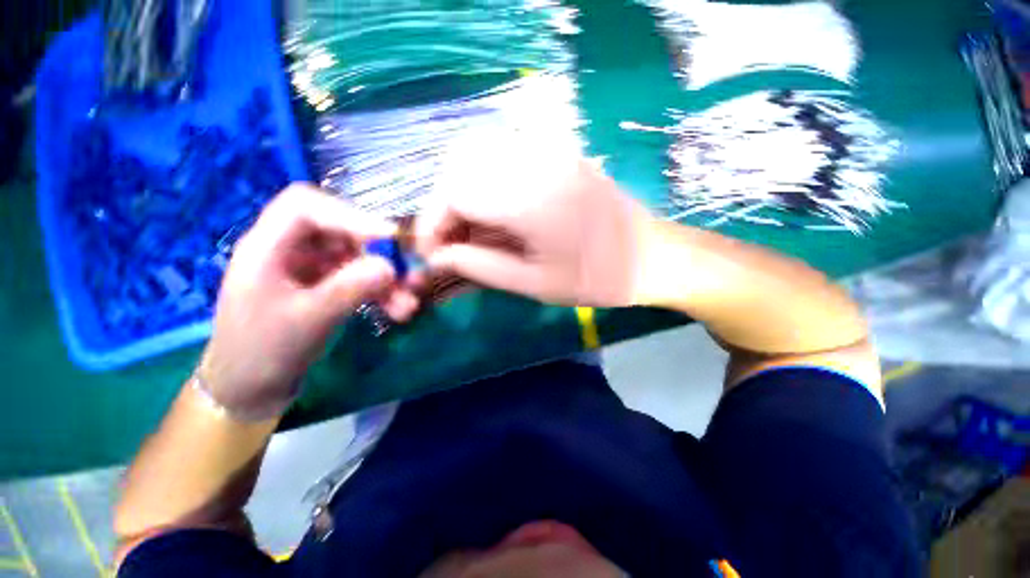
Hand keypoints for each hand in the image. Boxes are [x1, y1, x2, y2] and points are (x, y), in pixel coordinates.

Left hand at [199, 184, 419, 418]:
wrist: (250, 390)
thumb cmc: (262, 353)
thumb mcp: (307, 321)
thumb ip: (348, 290)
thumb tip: (390, 267)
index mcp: (267, 247)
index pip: (305, 205)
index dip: (349, 215)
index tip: (388, 238)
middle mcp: (289, 250)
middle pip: (339, 231)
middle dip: (376, 253)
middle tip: (406, 275)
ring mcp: (308, 269)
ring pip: (355, 259)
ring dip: (384, 279)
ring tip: (407, 305)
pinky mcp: (323, 287)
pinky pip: (357, 279)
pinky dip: (379, 292)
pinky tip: (396, 310)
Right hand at [416, 158, 652, 306]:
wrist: (652, 256)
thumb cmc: (596, 278)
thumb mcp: (534, 284)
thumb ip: (480, 267)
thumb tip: (438, 258)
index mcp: (530, 199)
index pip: (454, 192)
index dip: (432, 222)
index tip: (432, 253)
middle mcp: (535, 161)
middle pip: (458, 163)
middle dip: (442, 204)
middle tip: (449, 240)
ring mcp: (548, 150)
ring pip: (476, 151)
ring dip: (459, 189)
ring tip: (467, 228)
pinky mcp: (556, 152)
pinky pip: (501, 152)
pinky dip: (482, 179)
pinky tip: (492, 210)